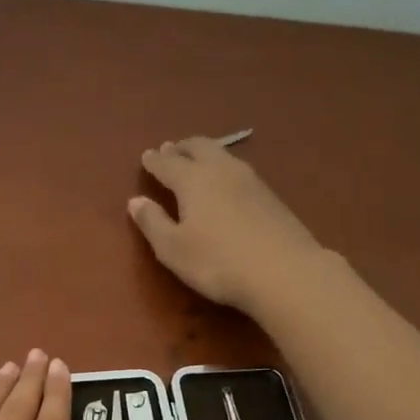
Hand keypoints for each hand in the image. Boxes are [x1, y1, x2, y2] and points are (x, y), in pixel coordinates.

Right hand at [127, 136, 326, 312]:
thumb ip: (152, 223)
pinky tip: (225, 180)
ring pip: (222, 155)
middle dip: (181, 148)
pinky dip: (223, 166)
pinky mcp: (270, 195)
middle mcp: (221, 170)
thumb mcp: (173, 249)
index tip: (146, 156)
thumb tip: (135, 201)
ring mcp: (250, 180)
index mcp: (193, 180)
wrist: (284, 271)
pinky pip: (238, 169)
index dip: (154, 161)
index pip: (168, 164)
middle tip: (170, 149)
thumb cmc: (217, 262)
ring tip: (195, 158)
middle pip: (199, 148)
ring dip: (204, 152)